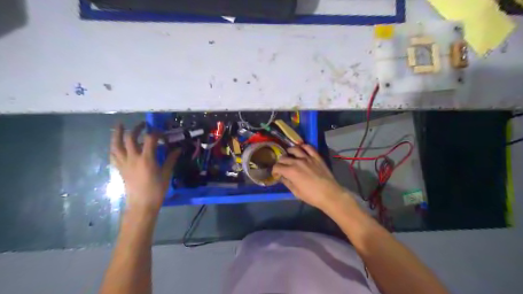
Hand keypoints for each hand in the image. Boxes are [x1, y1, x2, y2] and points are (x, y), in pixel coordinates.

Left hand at [109, 121, 180, 215]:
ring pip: (116, 145)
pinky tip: (116, 144)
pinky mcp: (120, 169)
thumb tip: (178, 149)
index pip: (150, 139)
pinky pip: (113, 155)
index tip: (162, 133)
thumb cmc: (157, 190)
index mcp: (147, 159)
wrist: (142, 204)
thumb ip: (171, 159)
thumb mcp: (166, 174)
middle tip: (143, 124)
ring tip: (120, 125)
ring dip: (117, 133)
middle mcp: (133, 158)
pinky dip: (114, 147)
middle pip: (130, 138)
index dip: (156, 132)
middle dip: (137, 128)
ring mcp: (124, 163)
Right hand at [274, 145, 350, 211]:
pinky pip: (308, 147)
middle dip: (280, 162)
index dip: (274, 170)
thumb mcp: (296, 192)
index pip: (277, 167)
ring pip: (294, 149)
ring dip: (289, 152)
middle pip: (284, 158)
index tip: (276, 174)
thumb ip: (287, 182)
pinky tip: (301, 149)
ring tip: (289, 155)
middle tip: (282, 167)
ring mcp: (307, 158)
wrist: (329, 194)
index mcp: (290, 172)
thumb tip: (282, 177)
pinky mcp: (316, 157)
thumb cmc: (311, 196)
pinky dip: (303, 146)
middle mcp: (297, 162)